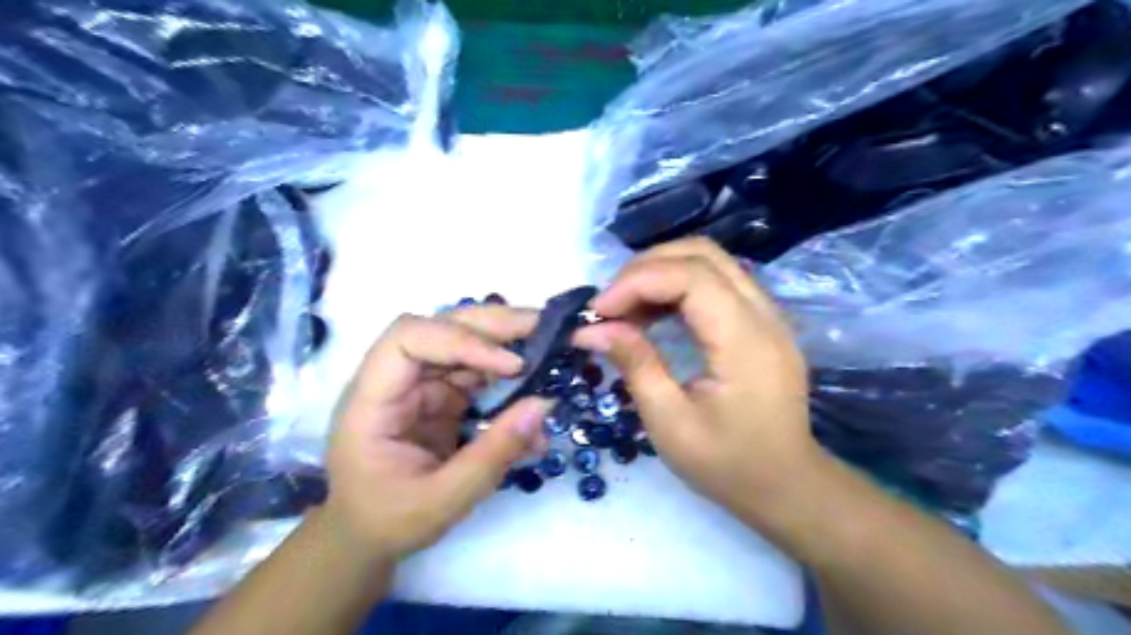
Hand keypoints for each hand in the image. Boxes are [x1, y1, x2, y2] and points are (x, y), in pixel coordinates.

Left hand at [319, 308, 555, 559]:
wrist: (366, 536)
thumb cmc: (388, 521)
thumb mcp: (442, 501)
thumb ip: (493, 454)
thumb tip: (543, 405)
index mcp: (373, 400)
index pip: (410, 340)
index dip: (462, 340)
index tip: (511, 366)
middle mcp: (396, 380)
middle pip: (442, 327)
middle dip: (495, 325)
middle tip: (546, 328)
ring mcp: (421, 385)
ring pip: (464, 342)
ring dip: (508, 341)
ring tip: (551, 346)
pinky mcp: (442, 396)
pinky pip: (479, 374)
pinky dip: (509, 376)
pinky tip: (534, 390)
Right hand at [578, 237, 817, 525]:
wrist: (787, 486)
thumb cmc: (728, 464)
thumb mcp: (670, 423)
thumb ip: (635, 365)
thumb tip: (592, 329)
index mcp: (745, 340)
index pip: (690, 276)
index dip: (637, 282)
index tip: (598, 311)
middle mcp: (764, 314)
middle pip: (702, 254)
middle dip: (645, 268)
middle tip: (609, 304)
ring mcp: (767, 314)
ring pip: (710, 261)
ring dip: (660, 273)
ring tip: (624, 308)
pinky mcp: (760, 322)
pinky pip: (716, 282)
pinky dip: (677, 286)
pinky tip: (652, 314)